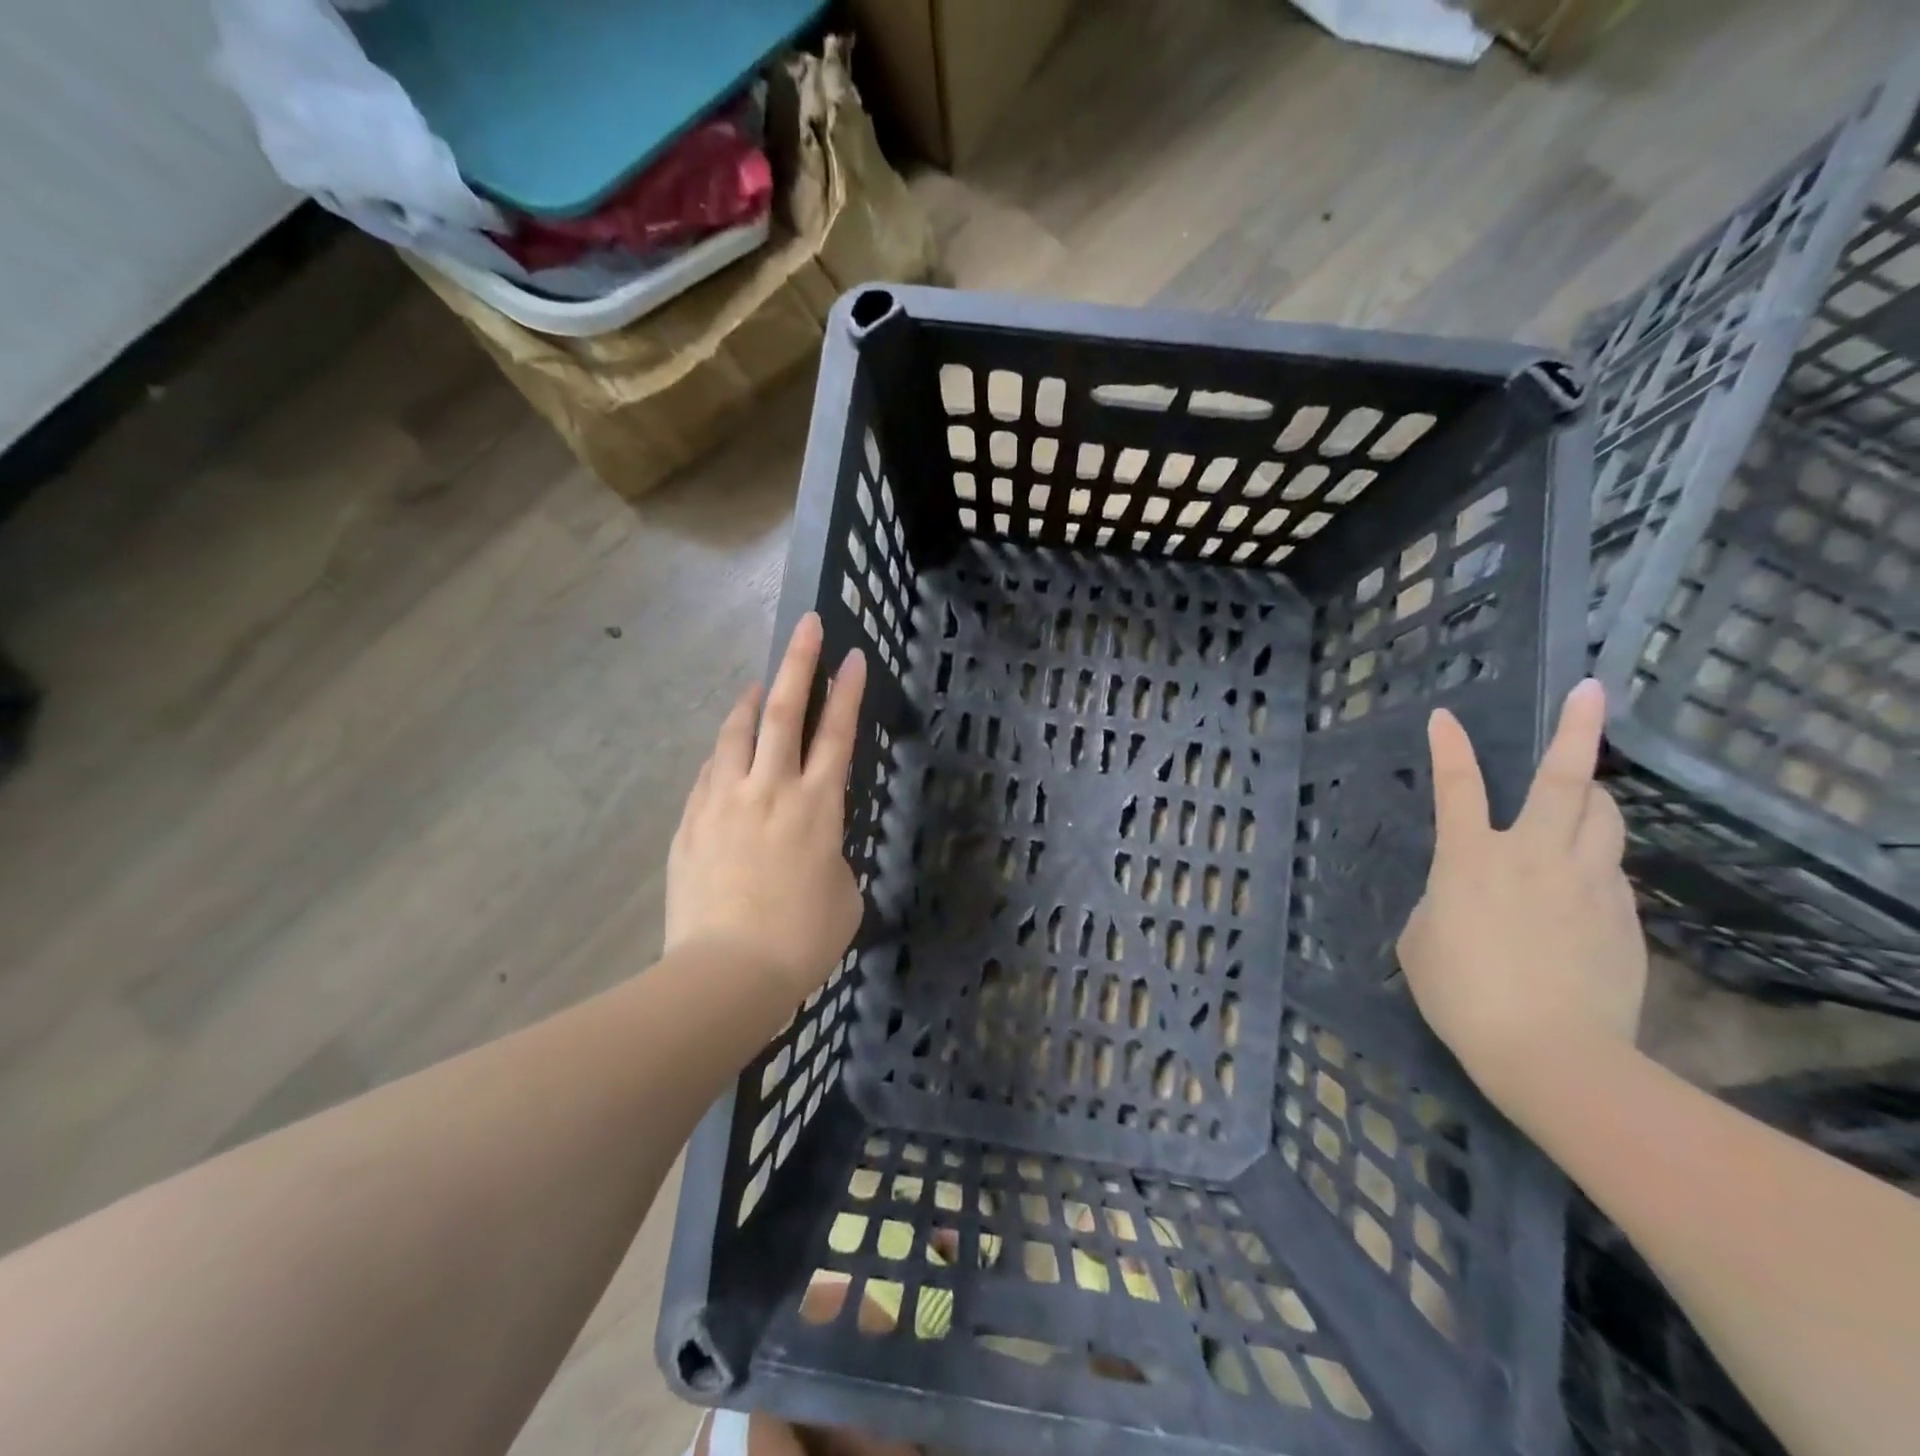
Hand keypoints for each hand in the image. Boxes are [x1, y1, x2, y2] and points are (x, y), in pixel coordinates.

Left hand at [666, 613, 867, 1000]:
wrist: (727, 973)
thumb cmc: (802, 940)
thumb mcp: (842, 894)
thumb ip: (831, 855)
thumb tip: (812, 847)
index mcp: (818, 806)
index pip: (837, 733)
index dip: (847, 691)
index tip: (853, 656)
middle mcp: (771, 790)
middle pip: (784, 712)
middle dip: (799, 663)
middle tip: (807, 625)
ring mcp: (724, 802)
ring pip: (736, 734)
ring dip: (750, 701)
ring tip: (757, 684)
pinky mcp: (691, 824)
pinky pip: (709, 773)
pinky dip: (722, 753)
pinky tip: (725, 752)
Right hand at [1397, 679, 1647, 1111]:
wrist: (1552, 1053)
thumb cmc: (1462, 994)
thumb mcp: (1421, 939)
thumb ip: (1442, 899)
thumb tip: (1464, 892)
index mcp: (1471, 858)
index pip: (1456, 786)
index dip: (1448, 747)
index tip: (1444, 716)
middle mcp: (1534, 854)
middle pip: (1563, 779)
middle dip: (1575, 728)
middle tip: (1589, 691)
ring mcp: (1588, 882)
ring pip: (1605, 816)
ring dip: (1592, 795)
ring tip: (1582, 792)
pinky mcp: (1623, 915)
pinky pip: (1610, 869)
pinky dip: (1593, 860)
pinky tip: (1577, 888)